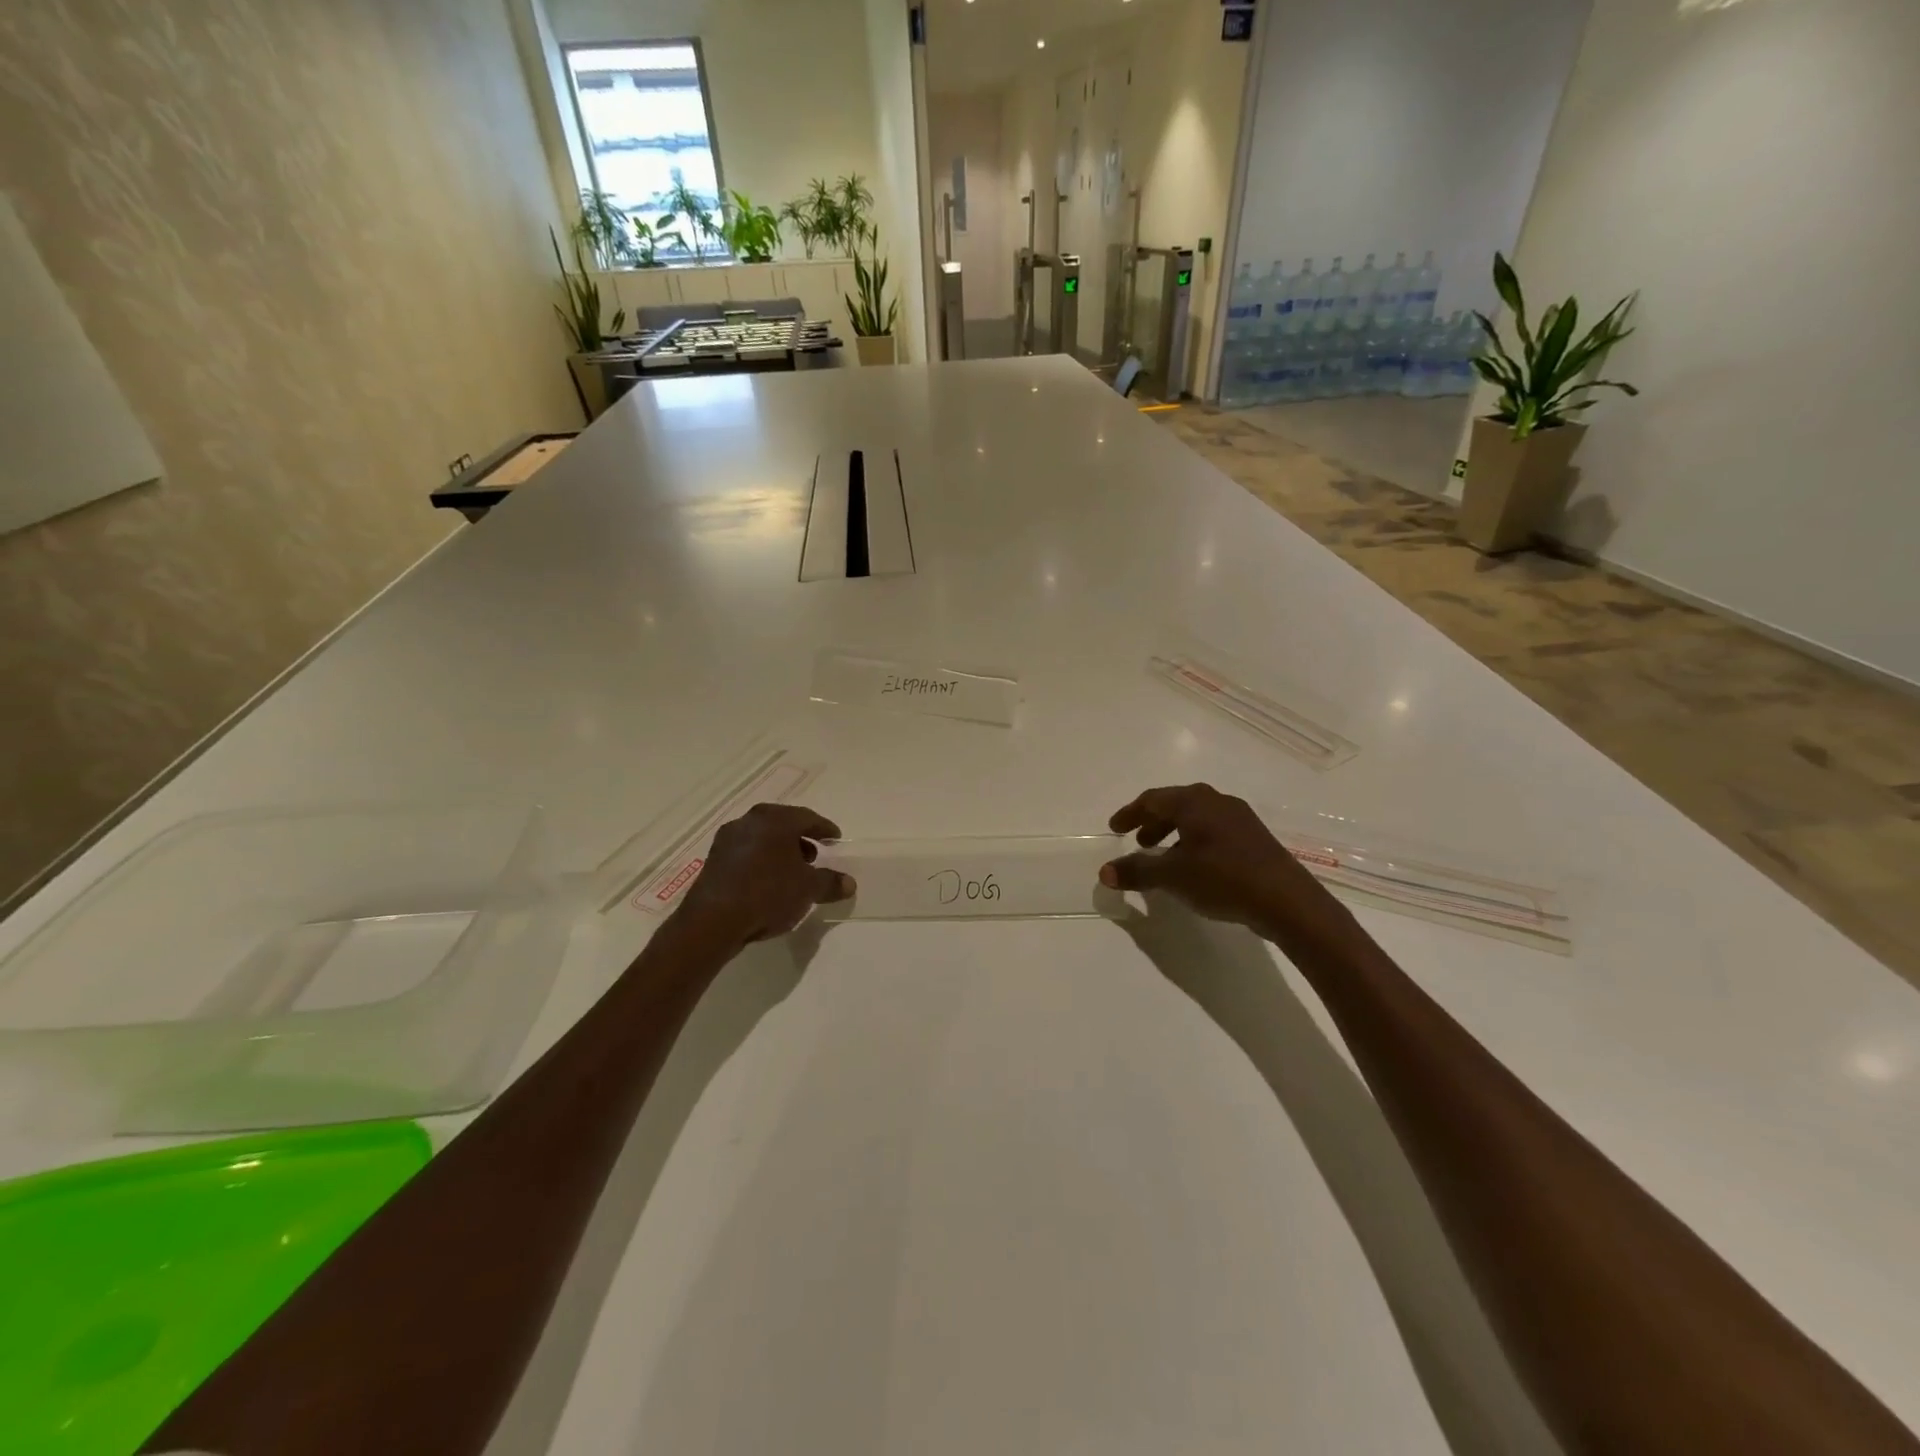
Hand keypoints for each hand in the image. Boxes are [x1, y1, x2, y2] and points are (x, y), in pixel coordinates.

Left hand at [675, 804, 854, 945]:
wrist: (712, 921)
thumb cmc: (767, 893)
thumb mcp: (807, 889)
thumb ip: (830, 882)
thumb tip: (849, 883)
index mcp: (775, 820)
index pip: (807, 818)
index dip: (824, 829)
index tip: (836, 839)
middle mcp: (750, 821)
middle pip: (782, 825)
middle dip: (801, 839)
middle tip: (815, 855)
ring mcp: (728, 839)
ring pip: (762, 838)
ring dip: (780, 851)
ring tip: (793, 872)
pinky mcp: (714, 860)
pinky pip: (746, 853)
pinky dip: (762, 861)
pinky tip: (768, 882)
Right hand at [1099, 784, 1351, 946]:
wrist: (1287, 900)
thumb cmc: (1223, 878)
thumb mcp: (1173, 876)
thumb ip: (1137, 871)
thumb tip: (1104, 872)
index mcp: (1194, 802)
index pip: (1152, 799)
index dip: (1130, 814)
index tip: (1114, 829)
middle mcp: (1217, 801)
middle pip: (1175, 805)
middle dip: (1152, 823)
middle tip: (1137, 843)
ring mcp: (1239, 818)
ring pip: (1196, 819)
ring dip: (1173, 834)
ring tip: (1163, 859)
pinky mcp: (1254, 839)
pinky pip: (1213, 832)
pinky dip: (1194, 843)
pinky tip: (1194, 868)